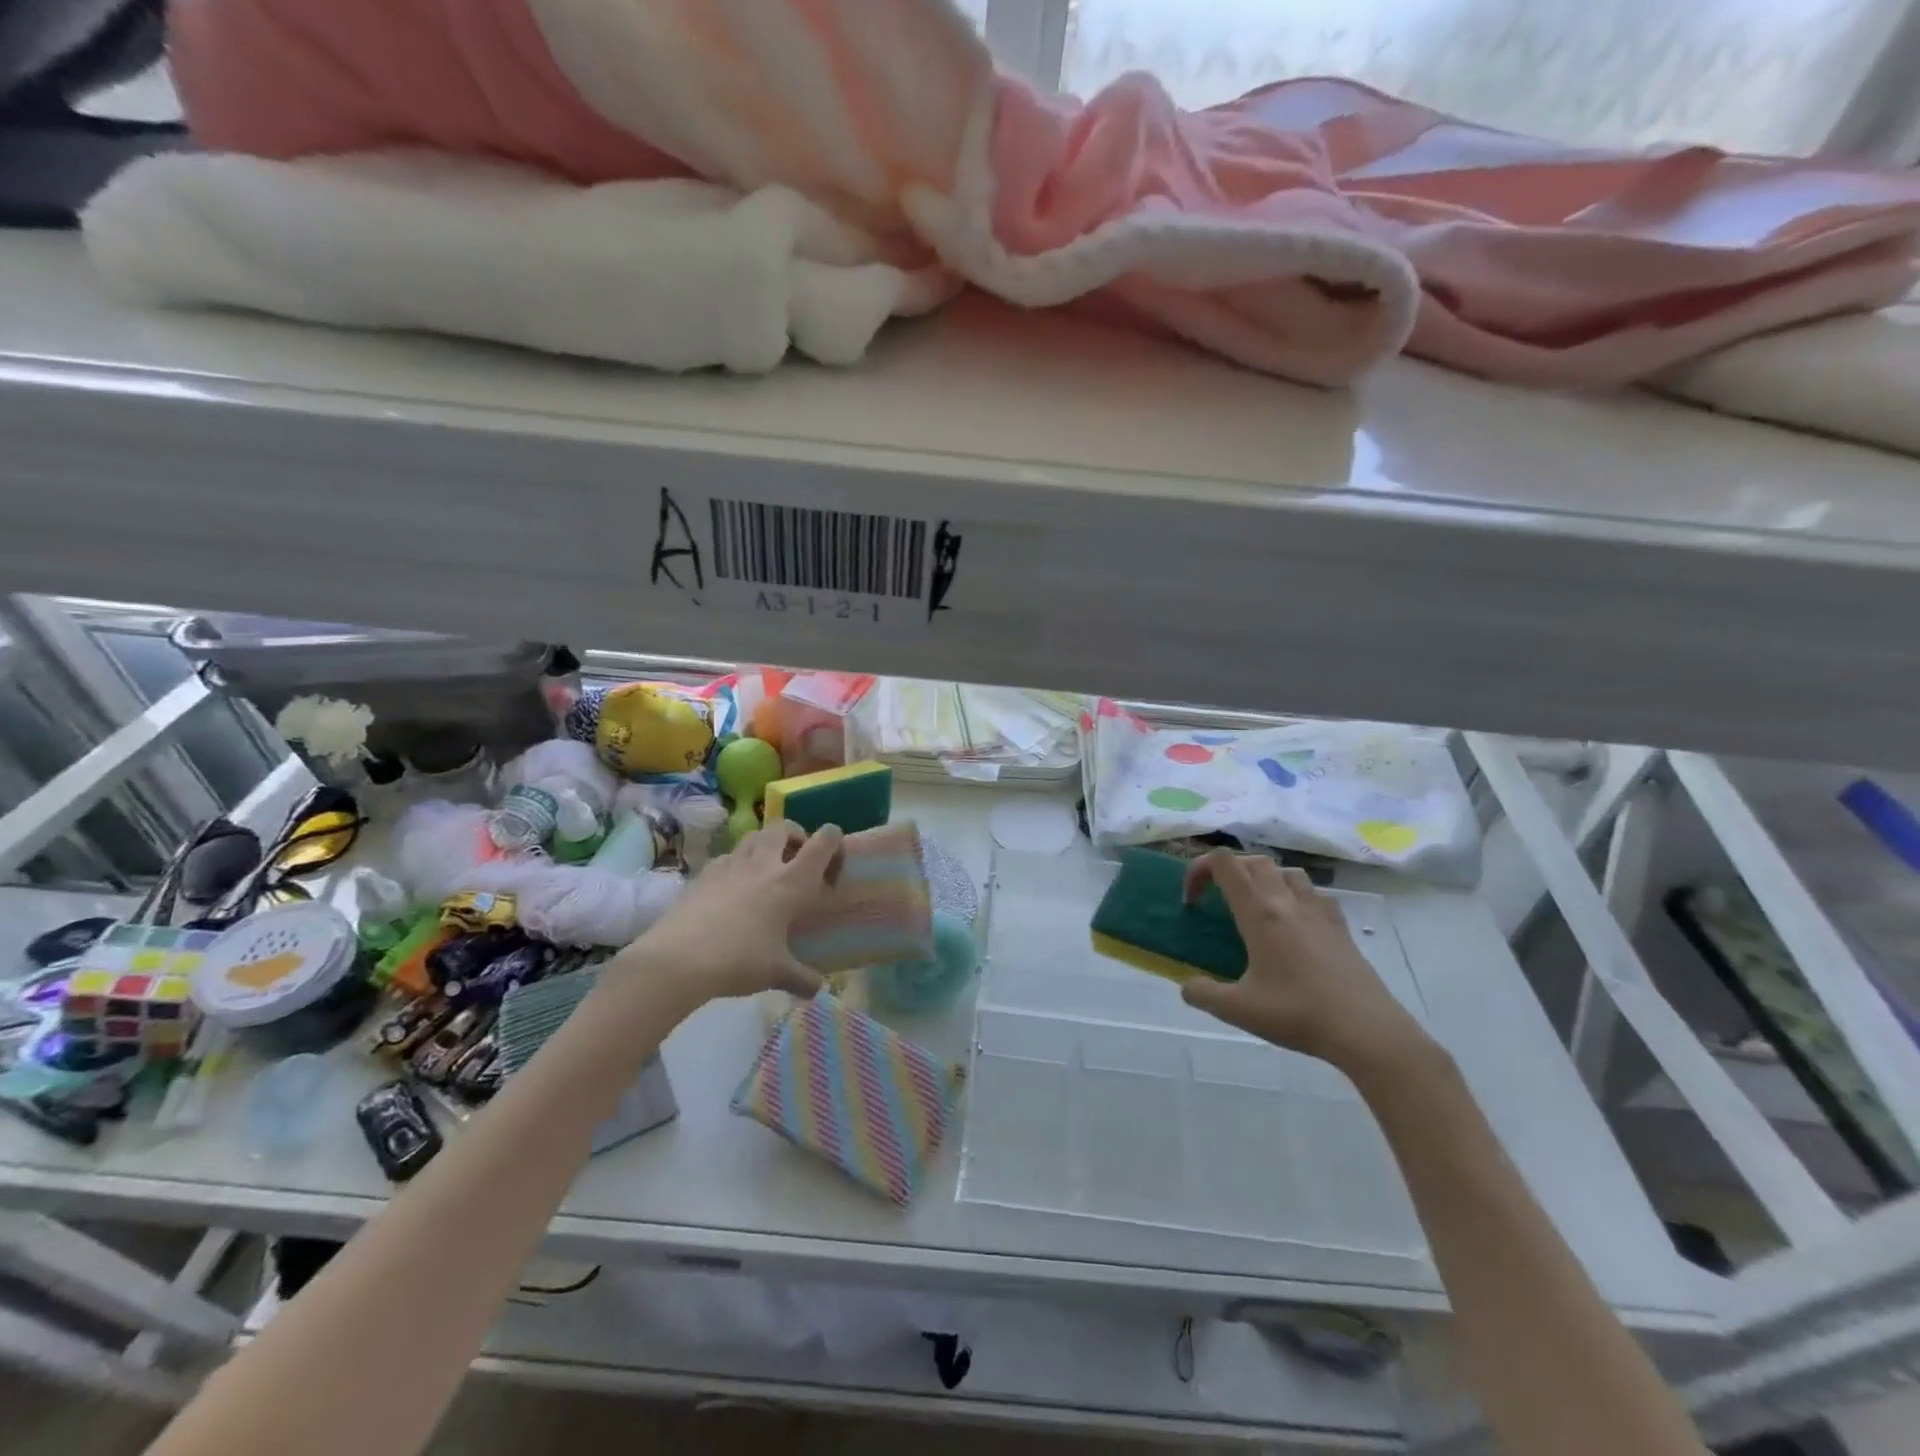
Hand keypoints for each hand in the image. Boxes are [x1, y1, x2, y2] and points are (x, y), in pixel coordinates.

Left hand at [614, 820, 841, 1005]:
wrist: (678, 959)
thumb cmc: (738, 960)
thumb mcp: (776, 973)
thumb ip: (802, 978)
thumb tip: (818, 990)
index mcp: (791, 882)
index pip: (823, 842)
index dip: (834, 840)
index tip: (834, 860)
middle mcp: (764, 864)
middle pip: (784, 827)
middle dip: (796, 836)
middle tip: (797, 859)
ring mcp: (730, 865)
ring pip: (753, 837)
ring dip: (765, 845)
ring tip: (766, 871)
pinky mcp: (703, 874)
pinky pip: (726, 858)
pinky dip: (736, 865)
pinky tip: (732, 889)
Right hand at [1177, 851, 1434, 1077]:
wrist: (1367, 1031)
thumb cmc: (1298, 1014)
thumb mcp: (1238, 1010)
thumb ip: (1203, 994)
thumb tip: (1187, 985)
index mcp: (1259, 913)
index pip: (1223, 864)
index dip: (1199, 870)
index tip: (1192, 901)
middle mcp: (1287, 902)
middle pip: (1254, 861)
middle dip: (1229, 871)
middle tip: (1219, 900)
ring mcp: (1318, 912)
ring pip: (1287, 872)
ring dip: (1265, 878)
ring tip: (1256, 906)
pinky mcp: (1341, 927)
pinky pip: (1315, 894)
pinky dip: (1297, 896)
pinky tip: (1296, 923)